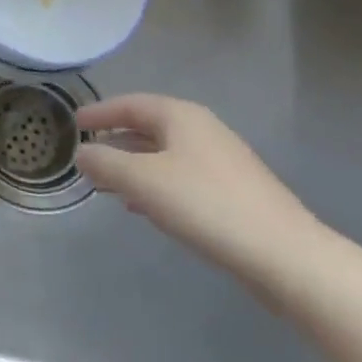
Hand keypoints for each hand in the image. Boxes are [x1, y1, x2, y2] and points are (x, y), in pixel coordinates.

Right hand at [73, 93, 325, 285]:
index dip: (99, 112)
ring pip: (165, 155)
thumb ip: (104, 163)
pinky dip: (156, 185)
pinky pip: (183, 178)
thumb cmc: (206, 205)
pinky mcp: (236, 193)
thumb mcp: (141, 181)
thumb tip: (82, 153)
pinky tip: (146, 208)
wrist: (287, 257)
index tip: (74, 122)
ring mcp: (224, 162)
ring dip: (134, 166)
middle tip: (88, 156)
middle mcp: (203, 131)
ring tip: (109, 186)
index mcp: (181, 117)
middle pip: (149, 128)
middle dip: (116, 141)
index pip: (129, 104)